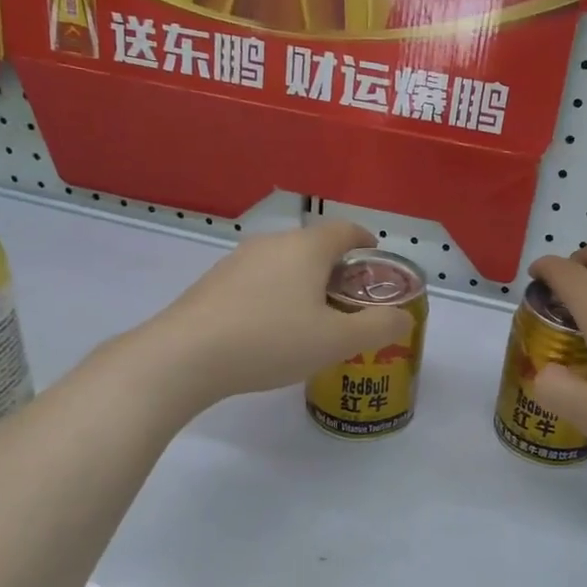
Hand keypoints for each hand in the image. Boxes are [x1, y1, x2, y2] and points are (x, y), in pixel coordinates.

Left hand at [144, 221, 413, 404]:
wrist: (185, 356)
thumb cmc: (272, 340)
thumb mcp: (337, 341)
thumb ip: (378, 327)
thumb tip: (402, 318)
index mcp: (306, 248)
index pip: (345, 230)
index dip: (365, 241)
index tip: (375, 256)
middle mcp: (272, 244)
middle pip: (314, 247)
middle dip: (336, 268)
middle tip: (351, 299)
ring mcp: (238, 261)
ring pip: (284, 264)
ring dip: (304, 282)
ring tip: (313, 317)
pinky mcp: (214, 283)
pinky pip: (259, 281)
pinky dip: (276, 295)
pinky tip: (273, 328)